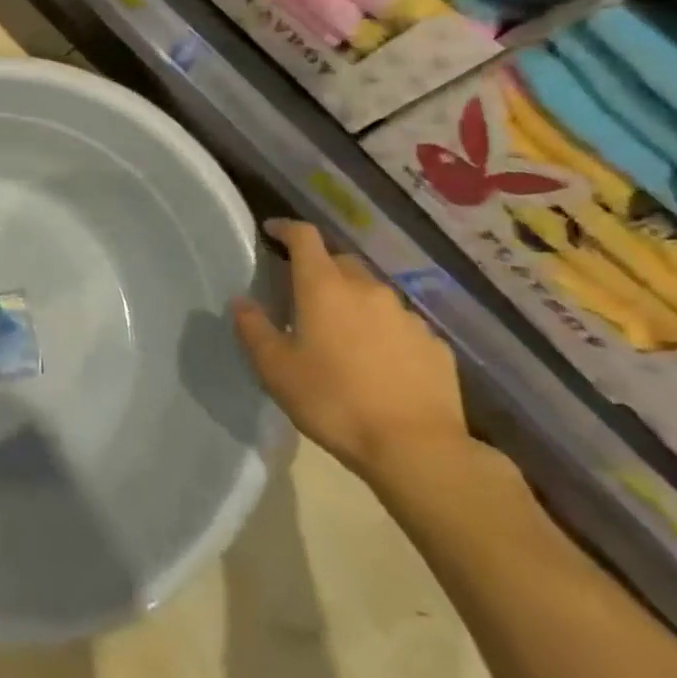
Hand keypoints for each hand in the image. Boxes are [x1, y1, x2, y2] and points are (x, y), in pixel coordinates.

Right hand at [233, 220, 468, 487]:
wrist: (416, 449)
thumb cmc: (333, 401)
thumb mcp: (276, 369)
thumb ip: (253, 329)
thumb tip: (241, 301)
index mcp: (324, 286)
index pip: (304, 237)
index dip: (286, 228)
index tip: (272, 232)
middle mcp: (367, 289)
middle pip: (340, 262)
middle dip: (320, 269)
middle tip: (303, 293)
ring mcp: (406, 315)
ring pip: (373, 293)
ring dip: (354, 301)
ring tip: (343, 332)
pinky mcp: (435, 344)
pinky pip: (401, 325)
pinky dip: (384, 331)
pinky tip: (379, 361)